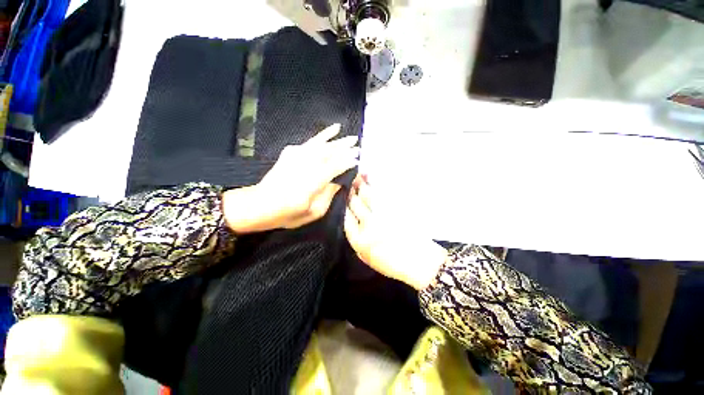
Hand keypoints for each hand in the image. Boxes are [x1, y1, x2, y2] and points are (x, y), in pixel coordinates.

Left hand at [224, 124, 358, 232]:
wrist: (259, 204)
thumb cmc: (287, 213)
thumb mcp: (313, 212)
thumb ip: (328, 195)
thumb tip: (338, 182)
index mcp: (313, 181)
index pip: (335, 166)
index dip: (347, 162)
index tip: (358, 159)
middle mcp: (306, 164)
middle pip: (330, 152)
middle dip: (345, 147)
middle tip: (357, 144)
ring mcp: (297, 156)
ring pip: (321, 144)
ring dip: (336, 139)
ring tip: (348, 135)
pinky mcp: (290, 153)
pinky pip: (310, 142)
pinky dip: (321, 136)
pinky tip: (330, 131)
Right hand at [344, 175, 447, 289]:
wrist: (421, 262)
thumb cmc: (393, 264)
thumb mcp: (369, 260)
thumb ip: (357, 242)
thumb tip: (351, 222)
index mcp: (360, 240)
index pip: (346, 218)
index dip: (343, 206)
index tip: (343, 199)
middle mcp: (369, 225)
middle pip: (355, 203)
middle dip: (351, 192)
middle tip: (350, 183)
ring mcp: (383, 214)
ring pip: (368, 195)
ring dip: (361, 185)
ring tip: (359, 177)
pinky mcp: (396, 208)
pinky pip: (382, 194)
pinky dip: (375, 186)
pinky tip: (371, 180)